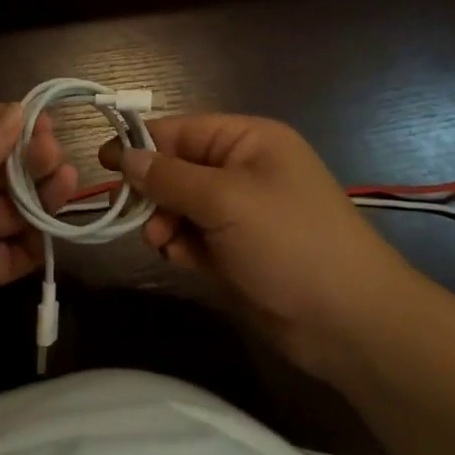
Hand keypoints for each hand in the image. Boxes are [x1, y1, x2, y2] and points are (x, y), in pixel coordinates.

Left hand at [0, 103, 76, 355]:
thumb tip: (21, 111)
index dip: (17, 123)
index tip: (46, 124)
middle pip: (8, 164)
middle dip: (36, 158)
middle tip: (56, 159)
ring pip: (17, 206)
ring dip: (44, 196)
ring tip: (65, 186)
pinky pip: (14, 254)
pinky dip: (35, 245)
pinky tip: (51, 234)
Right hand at [100, 114, 418, 368]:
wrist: (351, 324)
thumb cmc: (290, 242)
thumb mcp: (225, 200)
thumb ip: (170, 177)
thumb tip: (126, 156)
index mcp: (249, 141)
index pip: (182, 130)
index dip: (142, 143)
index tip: (104, 159)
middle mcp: (244, 170)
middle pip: (178, 169)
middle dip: (156, 191)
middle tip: (140, 217)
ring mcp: (242, 213)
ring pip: (182, 206)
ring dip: (166, 223)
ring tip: (166, 243)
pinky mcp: (239, 251)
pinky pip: (195, 238)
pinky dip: (183, 246)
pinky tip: (184, 260)